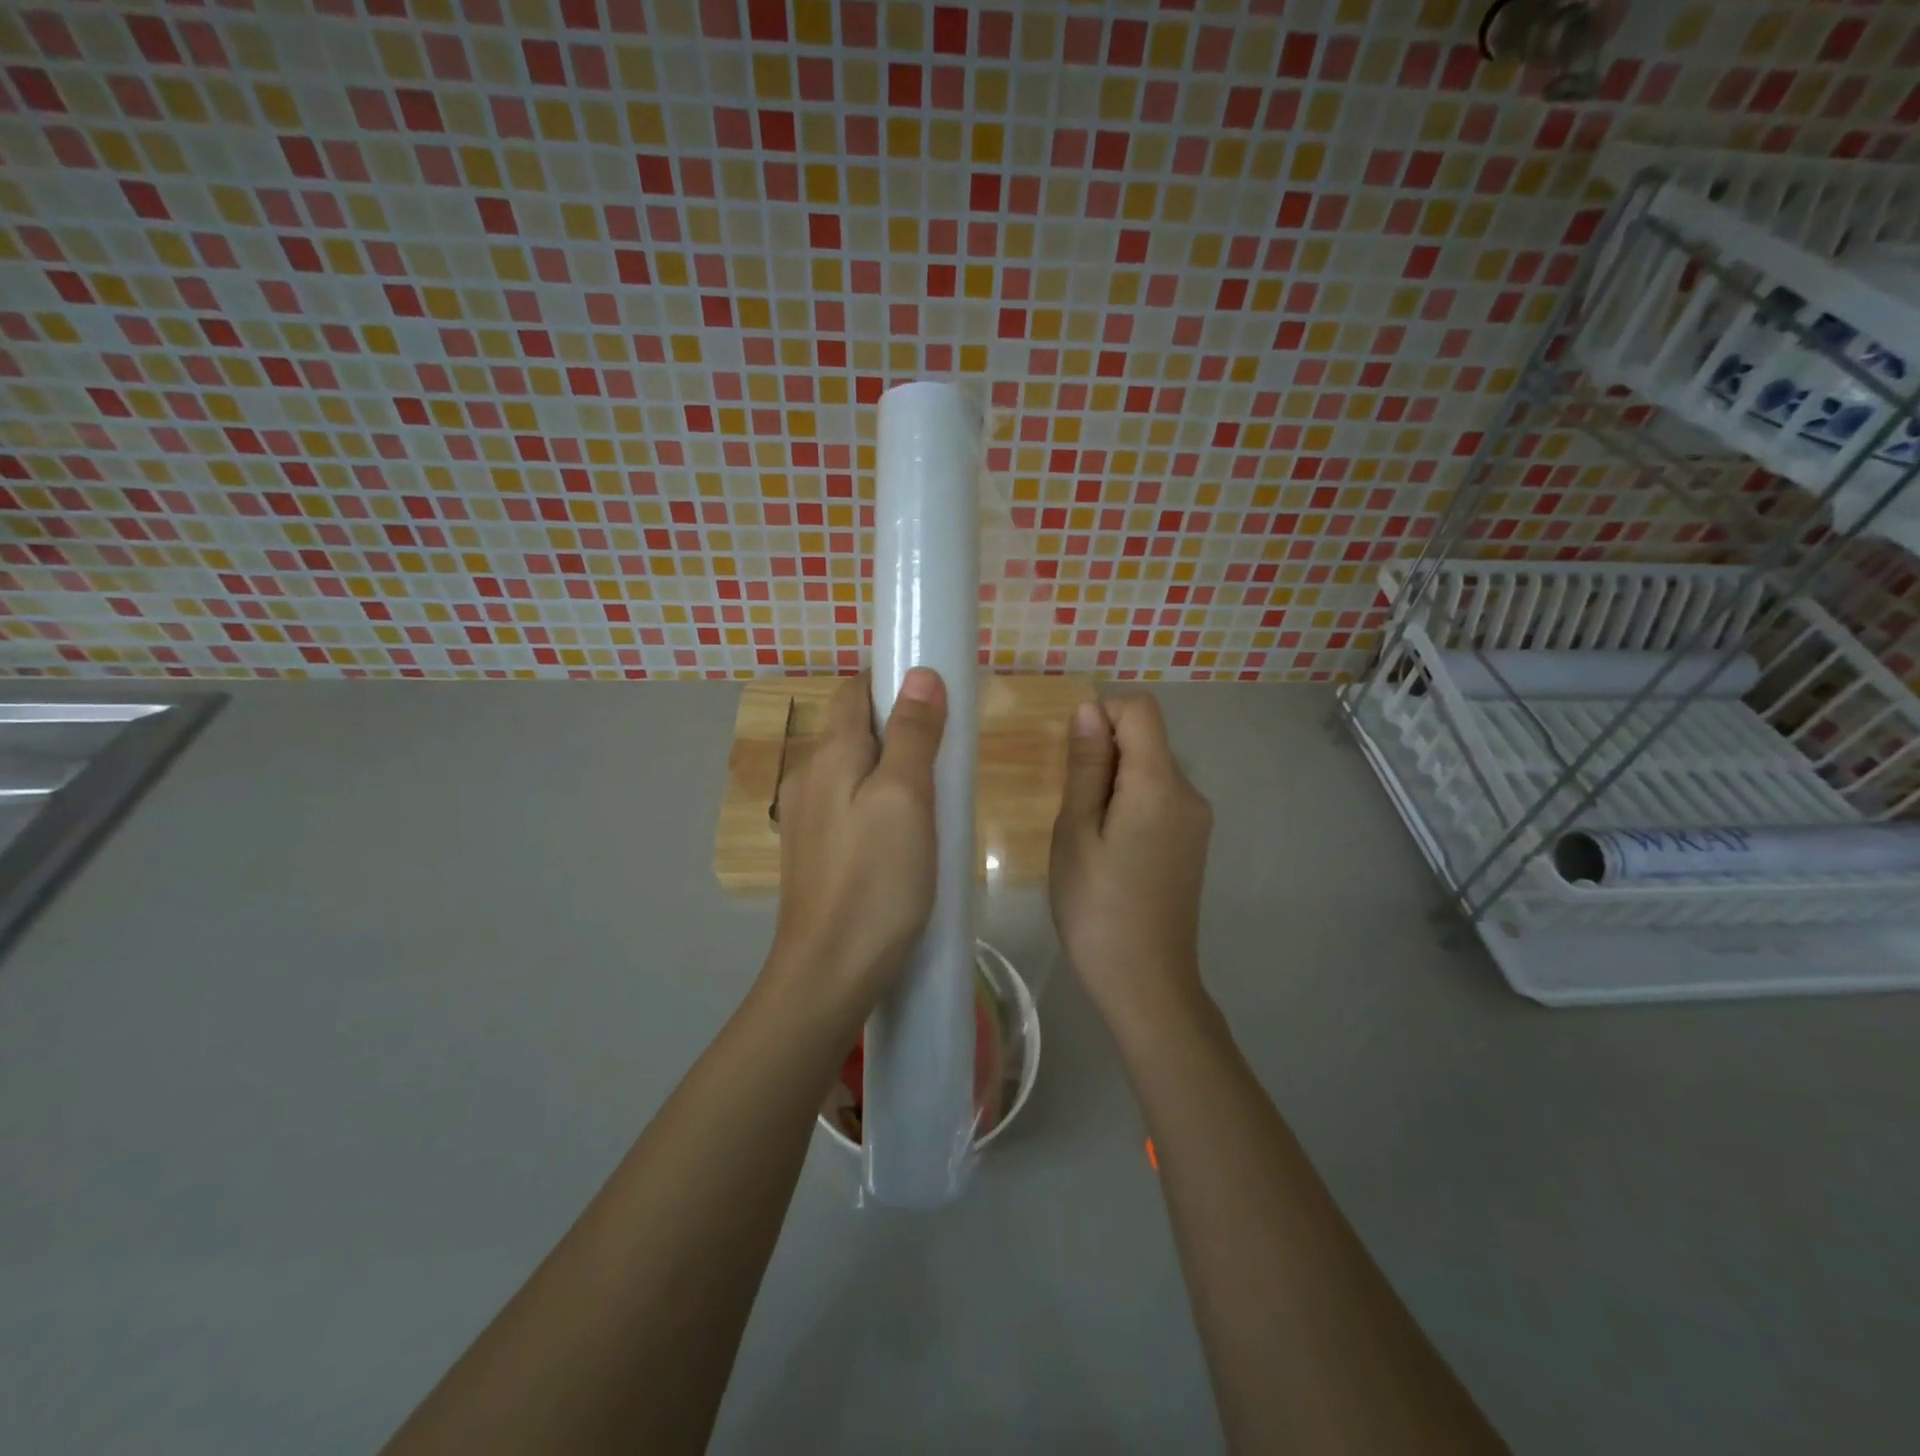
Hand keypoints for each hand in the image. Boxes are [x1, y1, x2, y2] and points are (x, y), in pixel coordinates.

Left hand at [762, 668, 947, 1029]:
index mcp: (829, 754)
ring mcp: (809, 818)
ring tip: (938, 797)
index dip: (893, 681)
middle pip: (856, 730)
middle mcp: (809, 776)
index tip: (939, 693)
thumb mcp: (906, 799)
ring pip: (857, 771)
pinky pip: (853, 806)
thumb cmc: (876, 881)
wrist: (831, 972)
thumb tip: (920, 674)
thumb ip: (912, 734)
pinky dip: (882, 802)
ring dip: (894, 769)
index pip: (855, 691)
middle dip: (901, 728)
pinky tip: (909, 835)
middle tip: (950, 753)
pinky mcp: (818, 852)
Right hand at [1049, 694, 1213, 1040]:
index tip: (1073, 761)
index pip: (1140, 709)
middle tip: (1073, 810)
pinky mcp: (1192, 844)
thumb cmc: (1097, 906)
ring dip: (1114, 784)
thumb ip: (1086, 766)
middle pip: (1146, 740)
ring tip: (1087, 837)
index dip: (1102, 717)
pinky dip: (1130, 806)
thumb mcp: (1076, 831)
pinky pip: (1159, 800)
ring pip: (1150, 771)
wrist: (1146, 983)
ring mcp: (1196, 821)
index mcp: (1161, 783)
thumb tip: (1089, 709)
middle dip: (1104, 756)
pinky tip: (1110, 852)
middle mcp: (1190, 793)